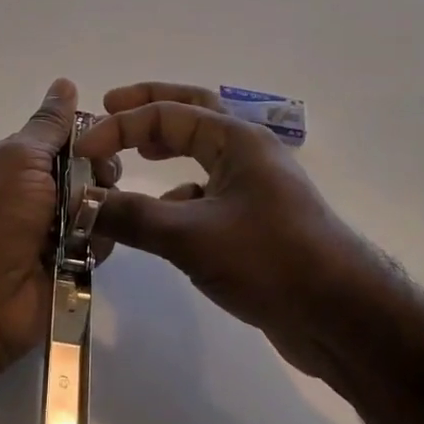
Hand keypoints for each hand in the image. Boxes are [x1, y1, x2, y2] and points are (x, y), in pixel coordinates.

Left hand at [0, 79, 118, 377]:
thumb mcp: (18, 158)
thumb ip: (48, 125)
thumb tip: (64, 83)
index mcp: (14, 164)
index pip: (63, 139)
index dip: (87, 137)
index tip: (106, 137)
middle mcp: (34, 194)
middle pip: (88, 171)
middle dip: (98, 173)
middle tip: (94, 182)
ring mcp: (52, 231)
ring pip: (100, 206)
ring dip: (99, 209)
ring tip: (86, 220)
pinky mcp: (69, 264)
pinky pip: (101, 241)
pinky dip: (98, 241)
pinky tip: (86, 247)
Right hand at [78, 82, 364, 378]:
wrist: (341, 317)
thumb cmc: (270, 259)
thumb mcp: (191, 236)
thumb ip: (132, 217)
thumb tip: (82, 206)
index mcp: (237, 138)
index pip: (167, 114)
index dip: (120, 126)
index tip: (83, 149)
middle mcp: (247, 152)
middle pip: (191, 112)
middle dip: (148, 108)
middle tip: (109, 106)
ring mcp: (253, 187)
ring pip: (200, 154)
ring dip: (165, 150)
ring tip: (132, 159)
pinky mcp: (254, 221)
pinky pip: (206, 194)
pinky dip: (177, 197)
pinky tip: (160, 222)